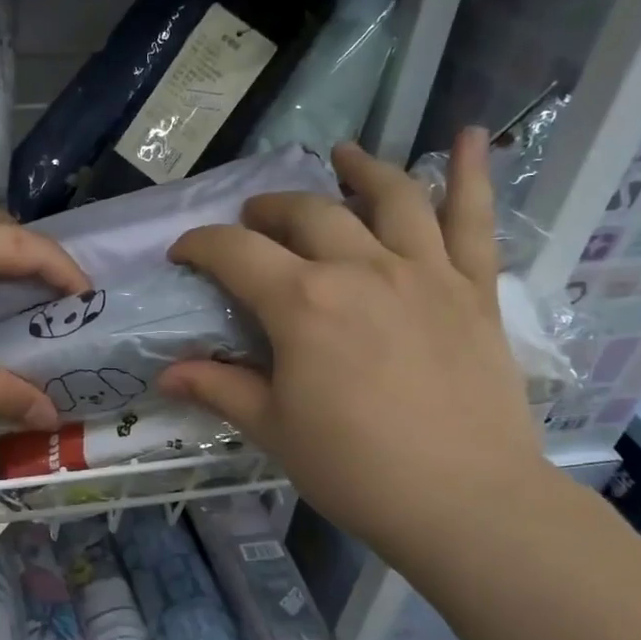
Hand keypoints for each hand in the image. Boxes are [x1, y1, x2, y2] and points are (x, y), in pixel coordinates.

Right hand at [160, 134, 548, 564]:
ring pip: (390, 196)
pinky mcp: (474, 288)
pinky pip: (475, 219)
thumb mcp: (273, 429)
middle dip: (267, 210)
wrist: (465, 503)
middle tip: (252, 221)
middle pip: (306, 214)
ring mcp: (424, 272)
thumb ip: (219, 389)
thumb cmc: (356, 469)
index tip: (183, 252)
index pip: (235, 252)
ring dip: (360, 169)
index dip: (201, 245)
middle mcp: (361, 268)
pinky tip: (469, 136)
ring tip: (342, 157)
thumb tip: (165, 374)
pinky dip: (473, 173)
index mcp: (303, 302)